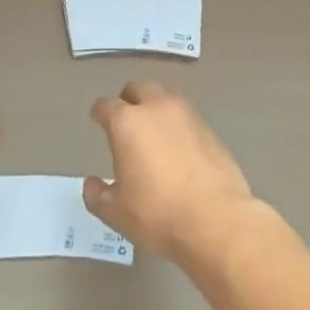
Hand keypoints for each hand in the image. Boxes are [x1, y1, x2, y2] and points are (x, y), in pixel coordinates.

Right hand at [83, 81, 260, 263]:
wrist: (217, 221)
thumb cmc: (158, 214)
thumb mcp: (116, 212)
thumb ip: (97, 195)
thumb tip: (92, 183)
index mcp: (127, 122)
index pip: (106, 105)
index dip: (99, 113)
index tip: (98, 120)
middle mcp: (157, 109)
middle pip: (139, 88)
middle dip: (129, 99)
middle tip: (126, 118)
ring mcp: (188, 116)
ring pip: (167, 96)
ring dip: (157, 105)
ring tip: (154, 127)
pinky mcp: (211, 130)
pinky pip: (188, 116)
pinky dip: (179, 124)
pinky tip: (180, 146)